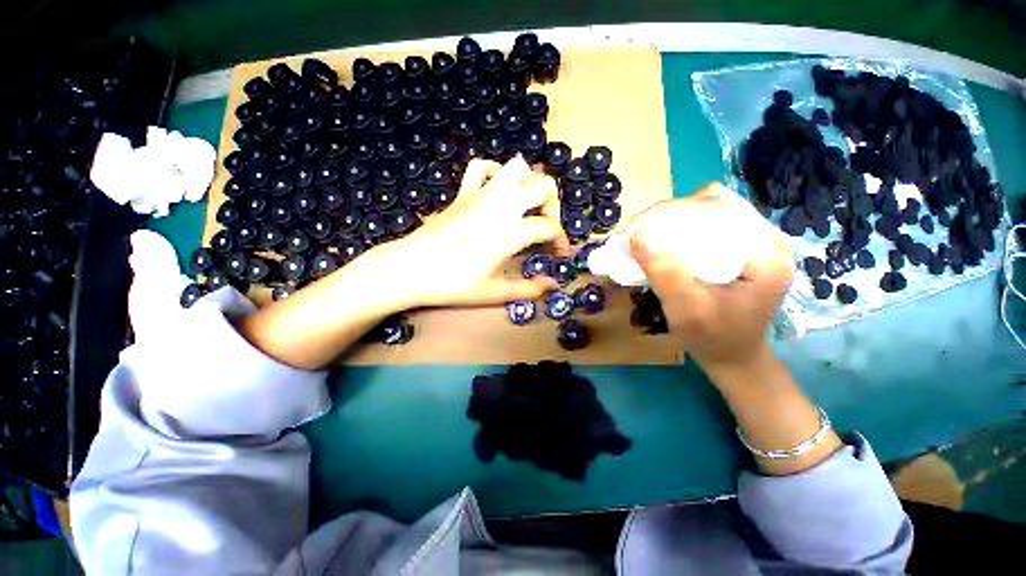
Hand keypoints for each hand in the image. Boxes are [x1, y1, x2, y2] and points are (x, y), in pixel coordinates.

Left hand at [378, 156, 570, 307]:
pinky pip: (481, 167)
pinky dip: (494, 172)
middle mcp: (501, 205)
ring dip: (528, 183)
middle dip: (553, 205)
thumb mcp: (495, 292)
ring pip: (517, 167)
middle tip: (544, 226)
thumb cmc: (453, 284)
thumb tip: (552, 285)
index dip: (562, 241)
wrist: (410, 269)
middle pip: (544, 184)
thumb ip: (528, 289)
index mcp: (511, 231)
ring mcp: (481, 194)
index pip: (550, 227)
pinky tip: (496, 192)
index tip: (559, 255)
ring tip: (524, 207)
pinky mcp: (463, 193)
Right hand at [630, 183, 793, 374]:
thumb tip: (637, 236)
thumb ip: (666, 275)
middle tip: (641, 233)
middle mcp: (767, 240)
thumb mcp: (687, 311)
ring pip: (709, 212)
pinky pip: (709, 227)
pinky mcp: (742, 250)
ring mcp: (755, 243)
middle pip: (714, 204)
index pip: (720, 206)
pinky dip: (682, 231)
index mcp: (767, 253)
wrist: (733, 357)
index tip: (642, 227)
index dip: (676, 210)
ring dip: (675, 221)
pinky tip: (666, 245)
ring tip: (650, 237)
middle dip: (672, 214)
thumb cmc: (714, 339)